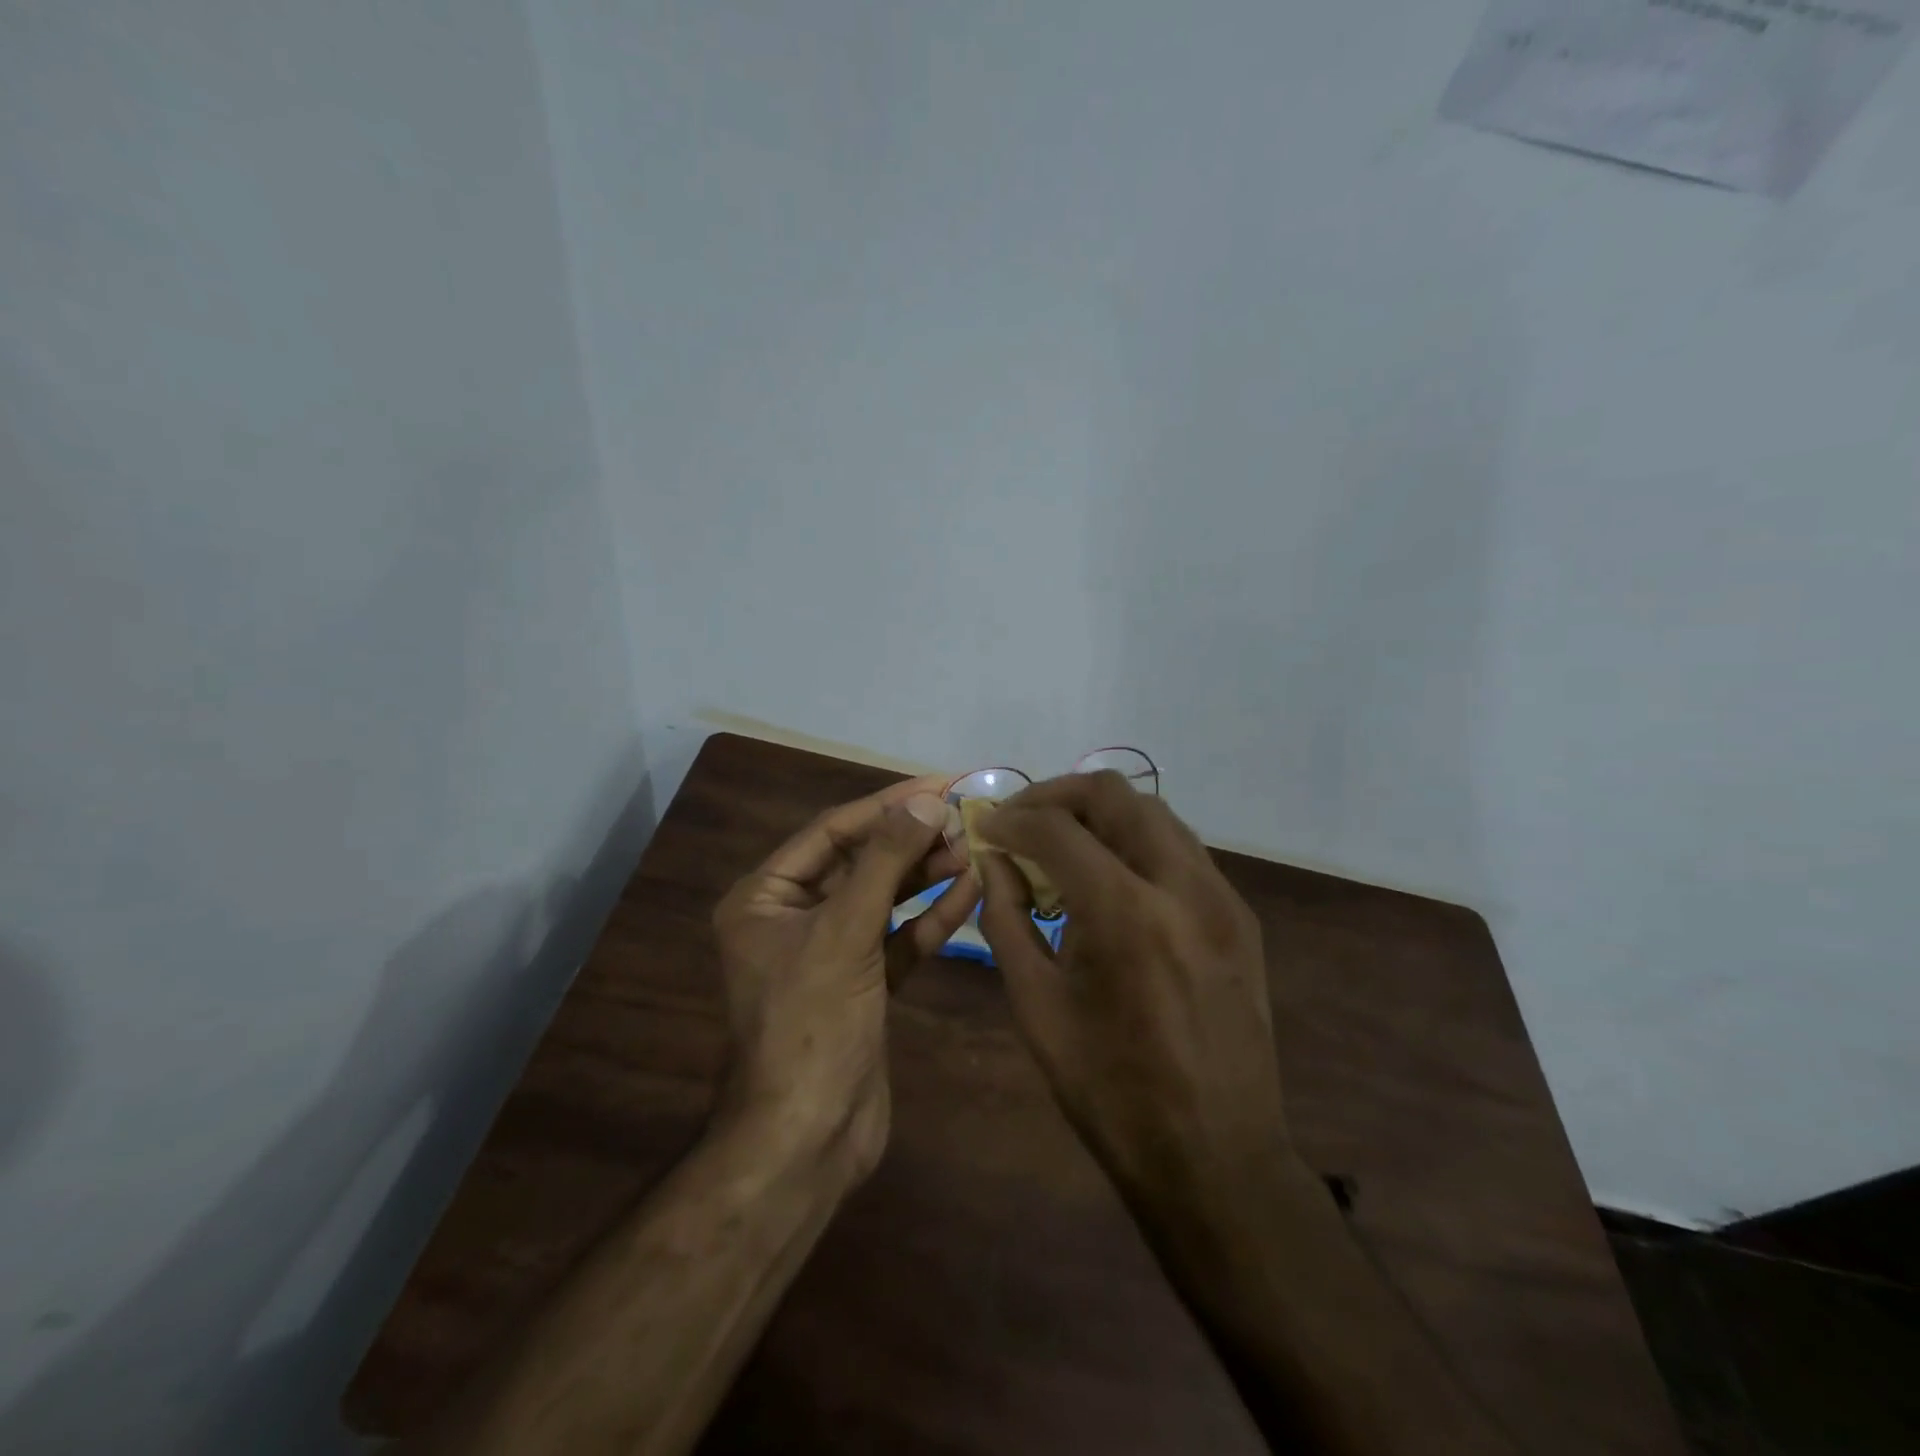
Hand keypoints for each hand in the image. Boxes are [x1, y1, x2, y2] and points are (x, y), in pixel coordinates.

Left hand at [711, 775, 979, 1182]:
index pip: (833, 832)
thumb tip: (927, 803)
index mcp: (766, 897)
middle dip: (911, 839)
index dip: (888, 805)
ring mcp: (831, 952)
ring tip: (973, 848)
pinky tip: (969, 892)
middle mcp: (794, 917)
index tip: (941, 784)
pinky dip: (931, 917)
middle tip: (966, 816)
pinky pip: (899, 937)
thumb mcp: (845, 932)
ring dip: (925, 874)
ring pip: (884, 898)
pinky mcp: (864, 984)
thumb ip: (886, 862)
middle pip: (861, 861)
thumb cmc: (812, 1024)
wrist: (808, 1140)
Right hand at [974, 773, 1312, 1234]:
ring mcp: (1222, 896)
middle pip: (1114, 793)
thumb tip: (993, 860)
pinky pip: (1180, 848)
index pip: (1057, 829)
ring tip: (1062, 844)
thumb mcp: (1036, 1005)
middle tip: (1022, 822)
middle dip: (1057, 796)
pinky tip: (1111, 877)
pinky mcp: (1241, 915)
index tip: (985, 827)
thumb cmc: (1110, 1090)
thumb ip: (1005, 919)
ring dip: (1100, 814)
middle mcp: (1183, 885)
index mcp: (1126, 914)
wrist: (1216, 1157)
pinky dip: (1136, 841)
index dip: (1012, 819)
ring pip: (1153, 811)